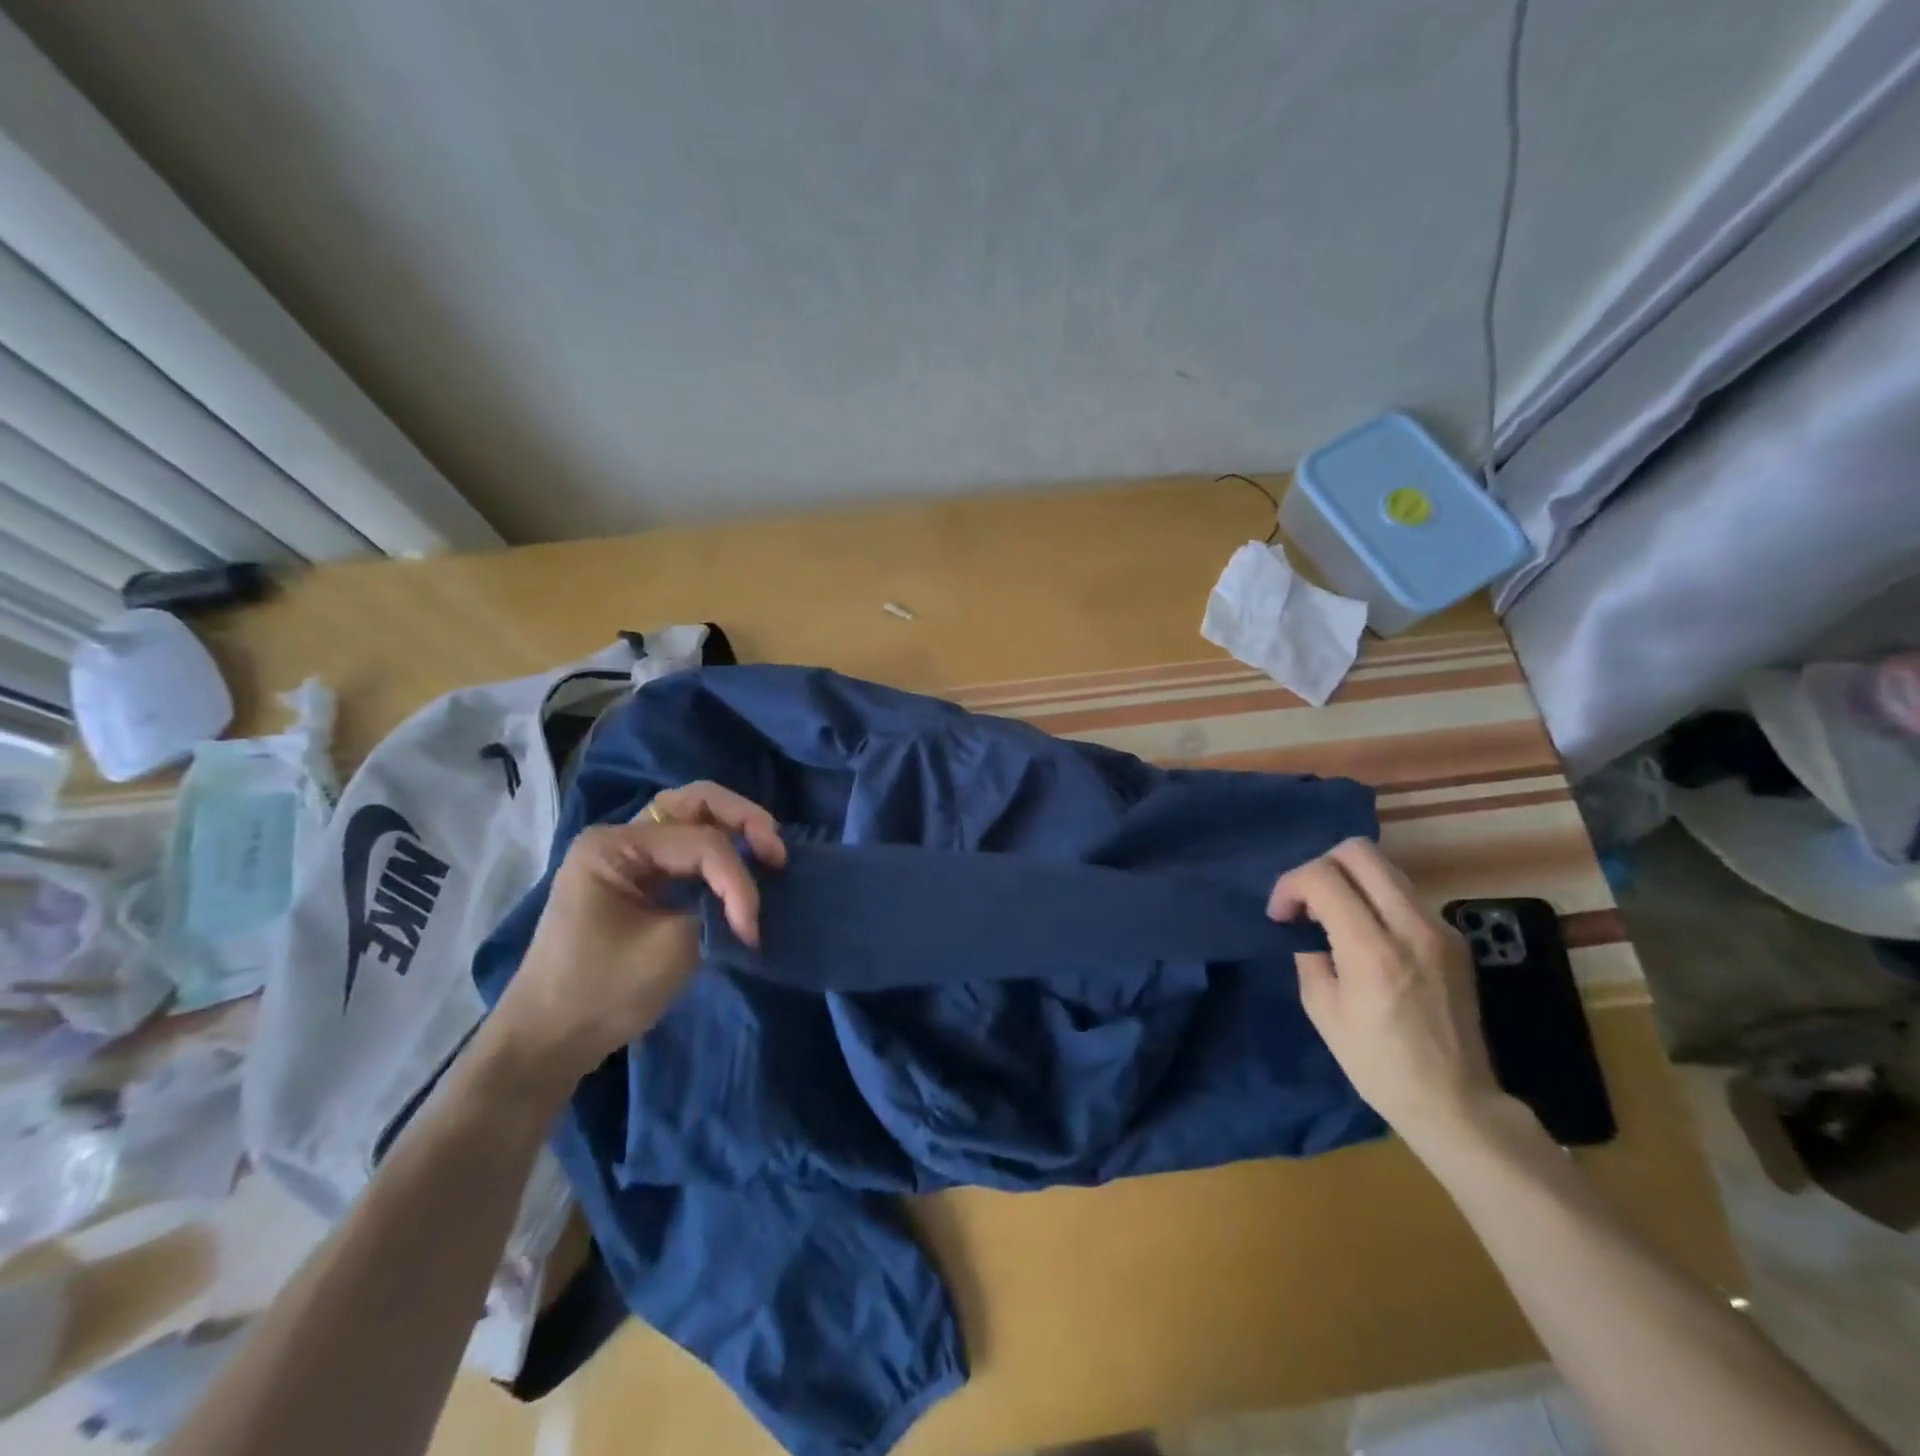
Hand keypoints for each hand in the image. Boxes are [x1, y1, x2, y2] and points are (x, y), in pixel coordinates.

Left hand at [483, 782, 785, 1097]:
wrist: (549, 1041)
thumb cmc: (601, 993)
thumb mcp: (669, 950)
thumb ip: (718, 911)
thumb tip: (749, 902)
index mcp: (615, 846)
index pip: (701, 843)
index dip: (737, 880)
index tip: (751, 929)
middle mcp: (620, 838)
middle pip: (696, 803)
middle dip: (744, 820)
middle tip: (777, 851)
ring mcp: (628, 857)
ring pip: (694, 818)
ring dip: (735, 830)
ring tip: (768, 855)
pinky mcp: (639, 879)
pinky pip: (688, 848)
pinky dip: (720, 853)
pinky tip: (743, 871)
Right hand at [1268, 838, 1512, 1153]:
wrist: (1456, 1103)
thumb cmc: (1378, 1065)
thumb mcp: (1322, 1011)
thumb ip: (1310, 955)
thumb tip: (1307, 927)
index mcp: (1372, 951)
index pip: (1323, 877)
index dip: (1290, 885)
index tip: (1280, 915)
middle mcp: (1411, 928)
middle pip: (1359, 852)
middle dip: (1321, 866)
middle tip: (1307, 902)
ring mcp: (1440, 930)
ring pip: (1385, 869)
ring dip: (1349, 881)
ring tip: (1334, 917)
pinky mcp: (1454, 939)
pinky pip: (1404, 896)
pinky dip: (1375, 900)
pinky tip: (1366, 936)